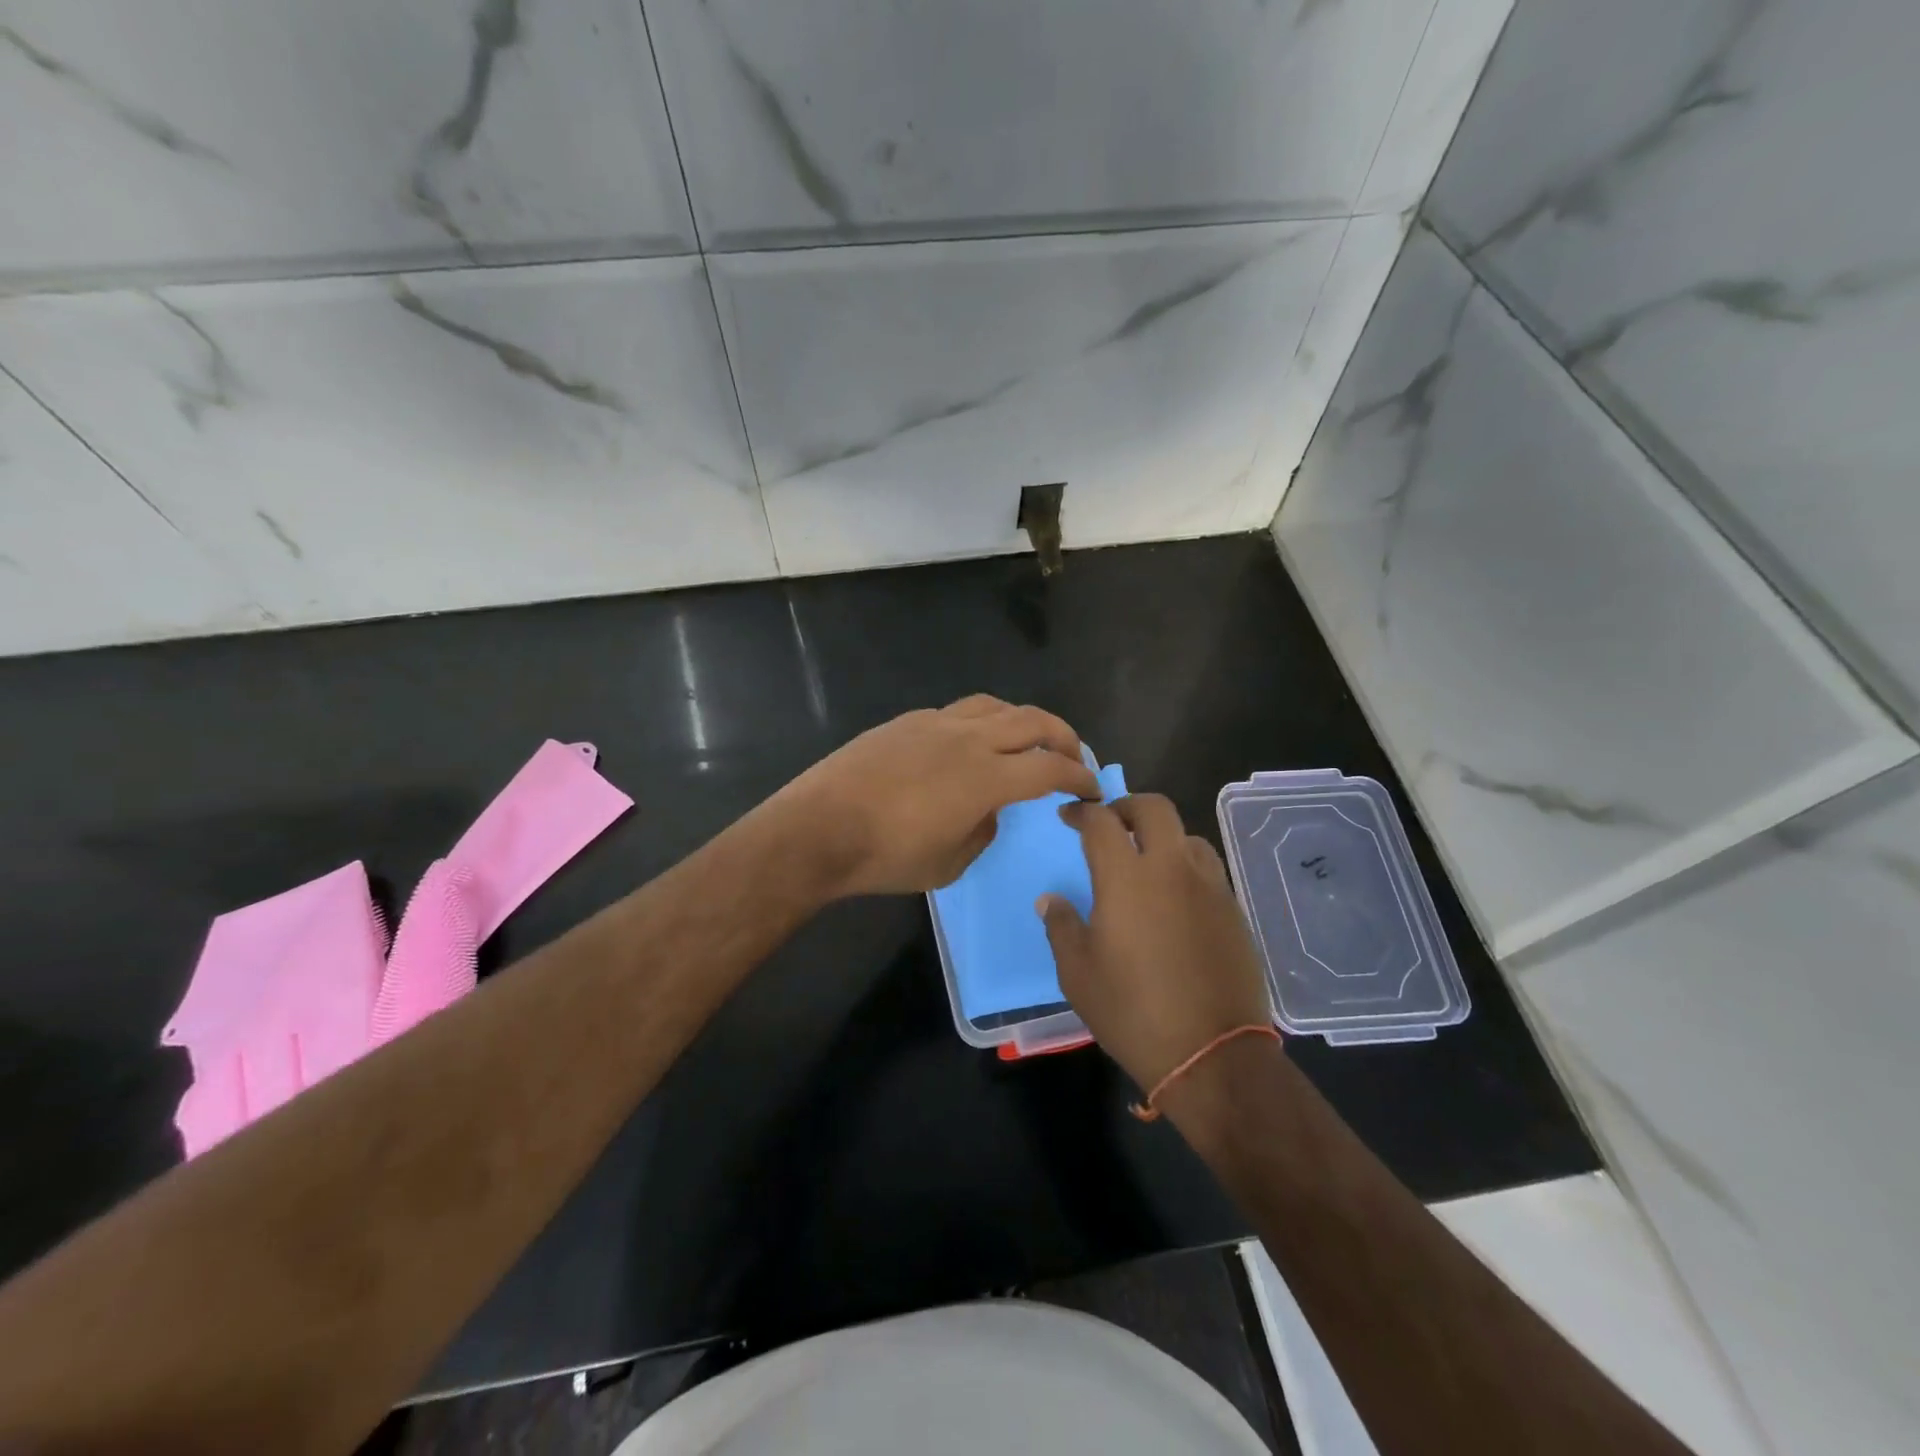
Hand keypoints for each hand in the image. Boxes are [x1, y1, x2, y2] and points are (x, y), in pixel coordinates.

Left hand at [775, 696, 1101, 897]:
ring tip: (1028, 740)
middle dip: (1064, 736)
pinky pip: (958, 711)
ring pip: (996, 706)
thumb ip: (983, 832)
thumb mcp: (948, 865)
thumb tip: (991, 810)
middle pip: (1033, 721)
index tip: (1092, 788)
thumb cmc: (885, 857)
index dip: (1080, 775)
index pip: (1050, 767)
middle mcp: (968, 740)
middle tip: (1074, 756)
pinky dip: (982, 722)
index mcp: (986, 778)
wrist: (818, 829)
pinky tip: (971, 743)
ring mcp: (935, 724)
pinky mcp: (907, 722)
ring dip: (1023, 721)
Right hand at [1041, 794, 1274, 1092]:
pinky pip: (1207, 869)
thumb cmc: (1132, 1011)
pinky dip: (1185, 866)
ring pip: (1187, 835)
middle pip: (1154, 808)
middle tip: (1111, 823)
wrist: (1212, 1054)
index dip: (1081, 812)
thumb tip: (1051, 899)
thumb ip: (1061, 926)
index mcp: (1126, 878)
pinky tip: (1175, 896)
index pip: (1101, 822)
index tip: (1069, 816)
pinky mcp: (1233, 910)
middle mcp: (1171, 869)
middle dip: (1127, 806)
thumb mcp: (1078, 974)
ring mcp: (1209, 887)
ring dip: (1162, 836)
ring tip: (1146, 860)